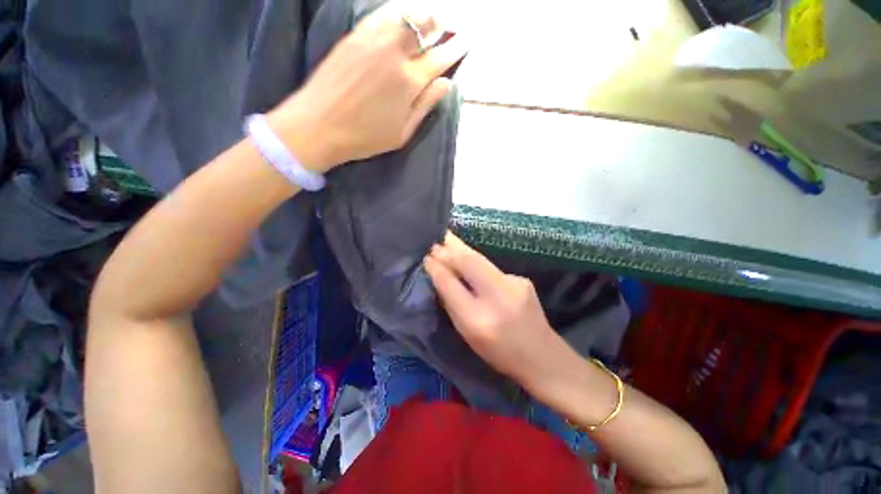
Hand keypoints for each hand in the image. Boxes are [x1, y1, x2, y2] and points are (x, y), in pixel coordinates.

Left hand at [269, 3, 468, 173]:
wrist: (318, 125)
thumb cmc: (365, 137)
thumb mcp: (402, 133)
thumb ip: (425, 107)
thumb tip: (445, 84)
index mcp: (409, 82)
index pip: (439, 58)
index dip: (455, 48)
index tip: (465, 40)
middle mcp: (393, 53)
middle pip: (423, 27)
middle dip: (440, 23)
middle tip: (449, 23)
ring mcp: (371, 40)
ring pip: (403, 15)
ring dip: (421, 14)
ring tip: (431, 16)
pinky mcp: (354, 36)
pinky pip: (381, 15)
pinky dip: (396, 13)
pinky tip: (401, 17)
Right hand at [424, 233, 568, 389]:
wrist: (542, 356)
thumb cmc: (498, 352)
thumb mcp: (468, 335)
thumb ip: (451, 305)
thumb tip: (439, 277)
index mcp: (478, 320)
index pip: (451, 286)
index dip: (437, 269)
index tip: (426, 258)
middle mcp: (497, 298)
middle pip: (469, 264)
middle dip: (449, 251)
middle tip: (434, 243)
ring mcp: (514, 285)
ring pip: (480, 260)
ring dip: (461, 249)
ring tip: (446, 238)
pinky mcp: (522, 279)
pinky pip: (491, 266)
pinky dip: (476, 261)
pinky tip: (468, 257)